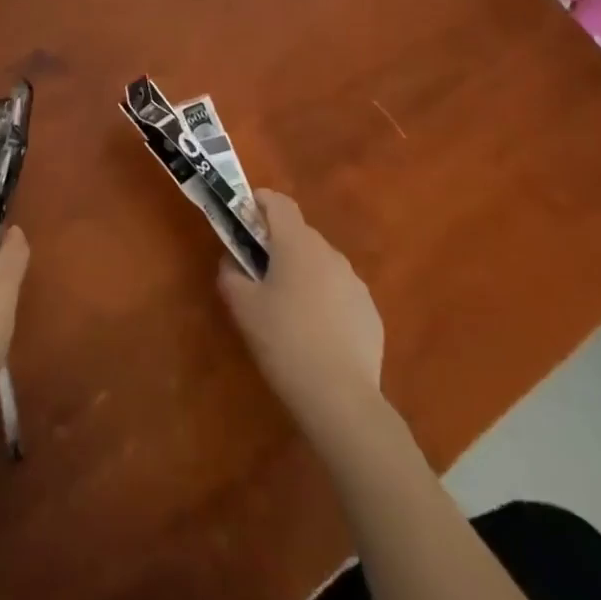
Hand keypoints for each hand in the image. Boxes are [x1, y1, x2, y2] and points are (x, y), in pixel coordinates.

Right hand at [218, 191, 384, 434]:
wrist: (341, 397)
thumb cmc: (284, 341)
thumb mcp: (242, 306)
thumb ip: (231, 273)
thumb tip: (233, 260)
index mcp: (297, 243)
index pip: (279, 202)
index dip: (260, 202)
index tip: (244, 217)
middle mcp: (330, 253)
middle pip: (299, 234)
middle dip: (278, 245)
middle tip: (259, 273)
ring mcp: (355, 282)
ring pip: (321, 264)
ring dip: (303, 273)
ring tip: (288, 310)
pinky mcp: (370, 311)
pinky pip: (340, 293)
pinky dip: (325, 301)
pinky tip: (316, 335)